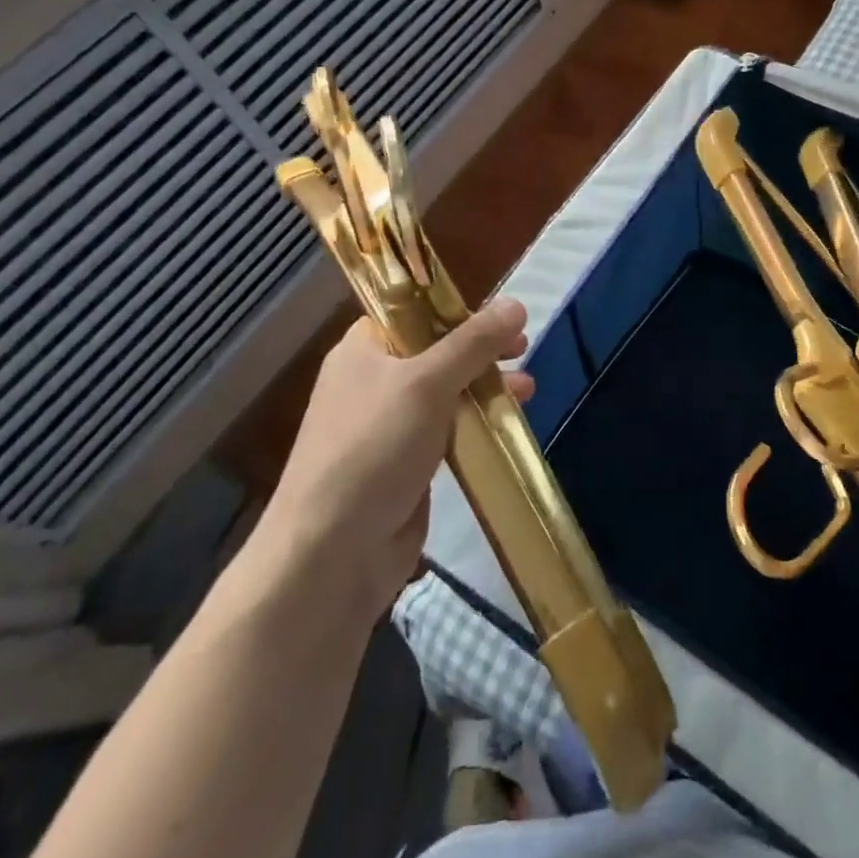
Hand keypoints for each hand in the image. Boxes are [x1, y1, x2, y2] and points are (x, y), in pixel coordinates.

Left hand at [260, 298, 532, 619]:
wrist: (332, 554)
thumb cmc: (374, 448)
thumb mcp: (427, 383)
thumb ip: (474, 342)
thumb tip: (517, 304)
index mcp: (363, 349)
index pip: (413, 309)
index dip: (457, 307)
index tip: (500, 314)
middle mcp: (374, 381)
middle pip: (437, 349)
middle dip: (482, 349)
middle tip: (522, 348)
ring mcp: (389, 425)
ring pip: (447, 391)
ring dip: (486, 385)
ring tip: (526, 389)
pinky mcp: (406, 463)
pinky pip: (449, 429)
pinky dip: (477, 422)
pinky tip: (506, 424)